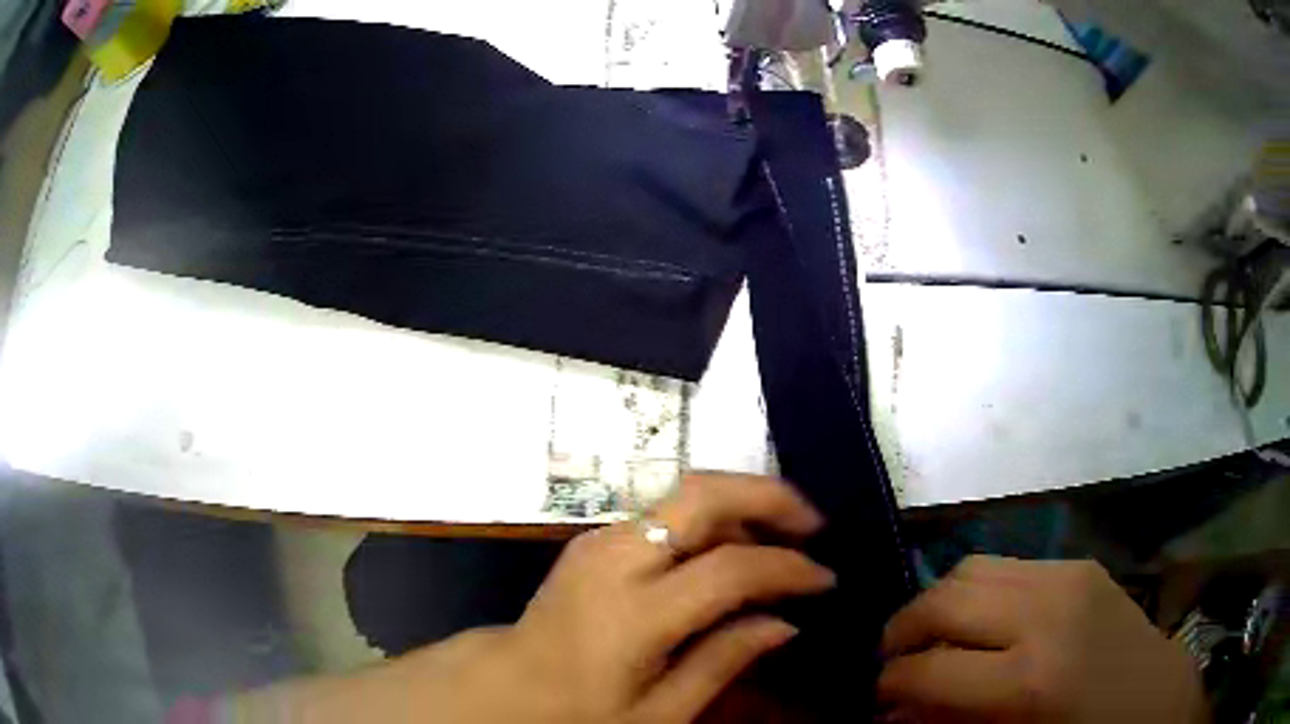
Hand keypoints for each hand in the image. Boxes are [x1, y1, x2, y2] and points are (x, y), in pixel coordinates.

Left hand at [497, 472, 832, 721]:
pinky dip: (711, 517)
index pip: (730, 568)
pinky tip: (733, 548)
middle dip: (768, 495)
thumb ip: (724, 660)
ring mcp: (601, 539)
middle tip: (813, 523)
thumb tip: (787, 620)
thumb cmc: (582, 714)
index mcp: (634, 613)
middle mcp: (617, 558)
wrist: (509, 685)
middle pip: (702, 493)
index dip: (788, 567)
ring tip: (783, 537)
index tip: (826, 579)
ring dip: (742, 503)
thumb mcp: (659, 713)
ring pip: (686, 493)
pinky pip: (666, 512)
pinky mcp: (596, 538)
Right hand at [878, 556, 1206, 722]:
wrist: (1155, 700)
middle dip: (902, 630)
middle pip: (946, 599)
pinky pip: (1008, 564)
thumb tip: (894, 715)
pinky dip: (978, 591)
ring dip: (937, 602)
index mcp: (1031, 680)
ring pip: (972, 567)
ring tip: (931, 636)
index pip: (930, 669)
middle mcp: (1048, 613)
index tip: (877, 700)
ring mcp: (1069, 576)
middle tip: (893, 661)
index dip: (890, 685)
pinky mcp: (1080, 564)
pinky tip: (983, 623)